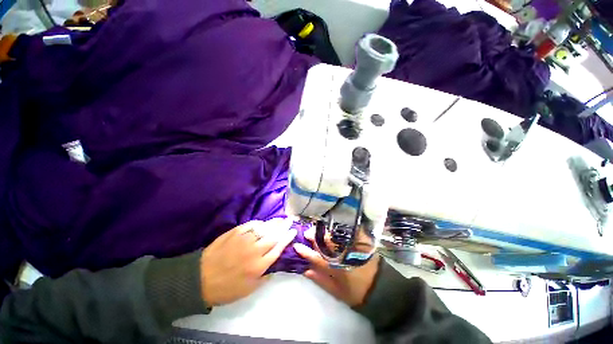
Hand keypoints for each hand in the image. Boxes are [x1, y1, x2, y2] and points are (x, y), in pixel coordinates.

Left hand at [200, 219, 296, 305]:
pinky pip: (250, 225)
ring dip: (274, 223)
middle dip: (284, 226)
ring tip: (281, 219)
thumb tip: (274, 266)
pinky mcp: (234, 233)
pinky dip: (258, 223)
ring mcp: (244, 239)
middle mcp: (254, 250)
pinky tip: (262, 222)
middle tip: (290, 220)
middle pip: (274, 235)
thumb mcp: (248, 290)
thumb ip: (264, 277)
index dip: (287, 238)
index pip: (278, 248)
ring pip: (264, 228)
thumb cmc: (226, 288)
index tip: (294, 231)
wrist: (200, 279)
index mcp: (259, 265)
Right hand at [294, 228, 379, 306]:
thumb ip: (319, 280)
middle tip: (307, 232)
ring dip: (325, 231)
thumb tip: (305, 269)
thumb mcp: (336, 291)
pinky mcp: (362, 242)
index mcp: (337, 268)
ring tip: (317, 227)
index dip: (306, 252)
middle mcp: (343, 255)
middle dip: (315, 236)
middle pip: (326, 243)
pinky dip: (339, 229)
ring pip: (336, 236)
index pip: (317, 258)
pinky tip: (332, 226)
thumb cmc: (355, 292)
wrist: (378, 288)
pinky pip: (348, 232)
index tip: (297, 245)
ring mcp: (353, 247)